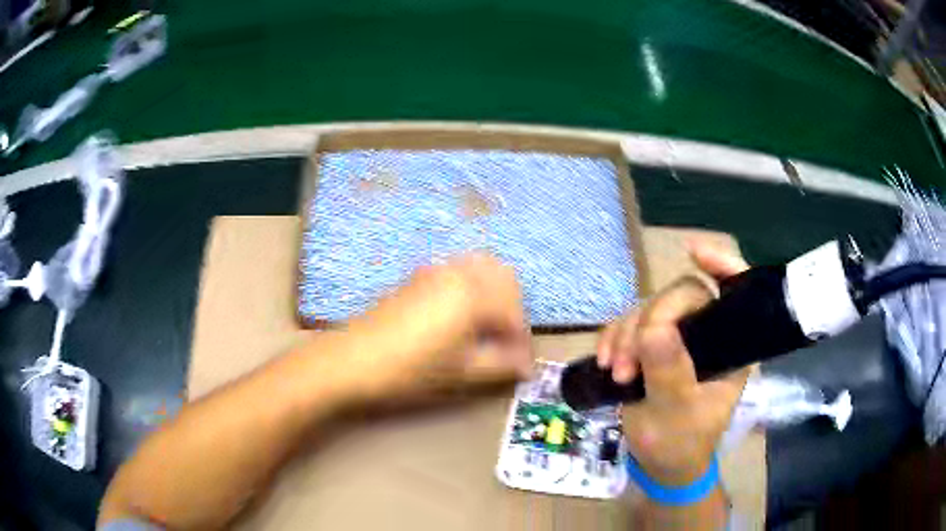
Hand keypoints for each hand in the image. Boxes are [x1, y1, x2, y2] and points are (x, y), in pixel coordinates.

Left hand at [346, 253, 532, 399]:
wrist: (354, 359)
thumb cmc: (412, 369)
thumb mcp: (463, 371)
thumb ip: (501, 364)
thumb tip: (526, 365)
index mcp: (474, 293)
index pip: (514, 314)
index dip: (523, 343)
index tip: (523, 368)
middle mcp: (458, 272)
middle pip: (504, 278)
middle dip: (514, 309)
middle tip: (508, 343)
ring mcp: (436, 270)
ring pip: (481, 268)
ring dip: (494, 294)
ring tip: (489, 329)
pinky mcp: (418, 276)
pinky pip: (458, 270)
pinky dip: (473, 287)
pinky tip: (462, 317)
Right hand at [597, 241, 751, 485]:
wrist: (659, 463)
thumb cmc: (681, 443)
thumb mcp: (676, 414)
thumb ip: (669, 373)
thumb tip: (654, 330)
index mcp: (729, 347)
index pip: (734, 293)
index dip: (722, 265)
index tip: (693, 252)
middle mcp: (706, 334)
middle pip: (680, 297)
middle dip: (650, 323)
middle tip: (628, 363)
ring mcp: (677, 338)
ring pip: (649, 310)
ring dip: (625, 335)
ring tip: (616, 372)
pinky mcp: (650, 346)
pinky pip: (628, 325)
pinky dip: (613, 338)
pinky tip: (606, 361)